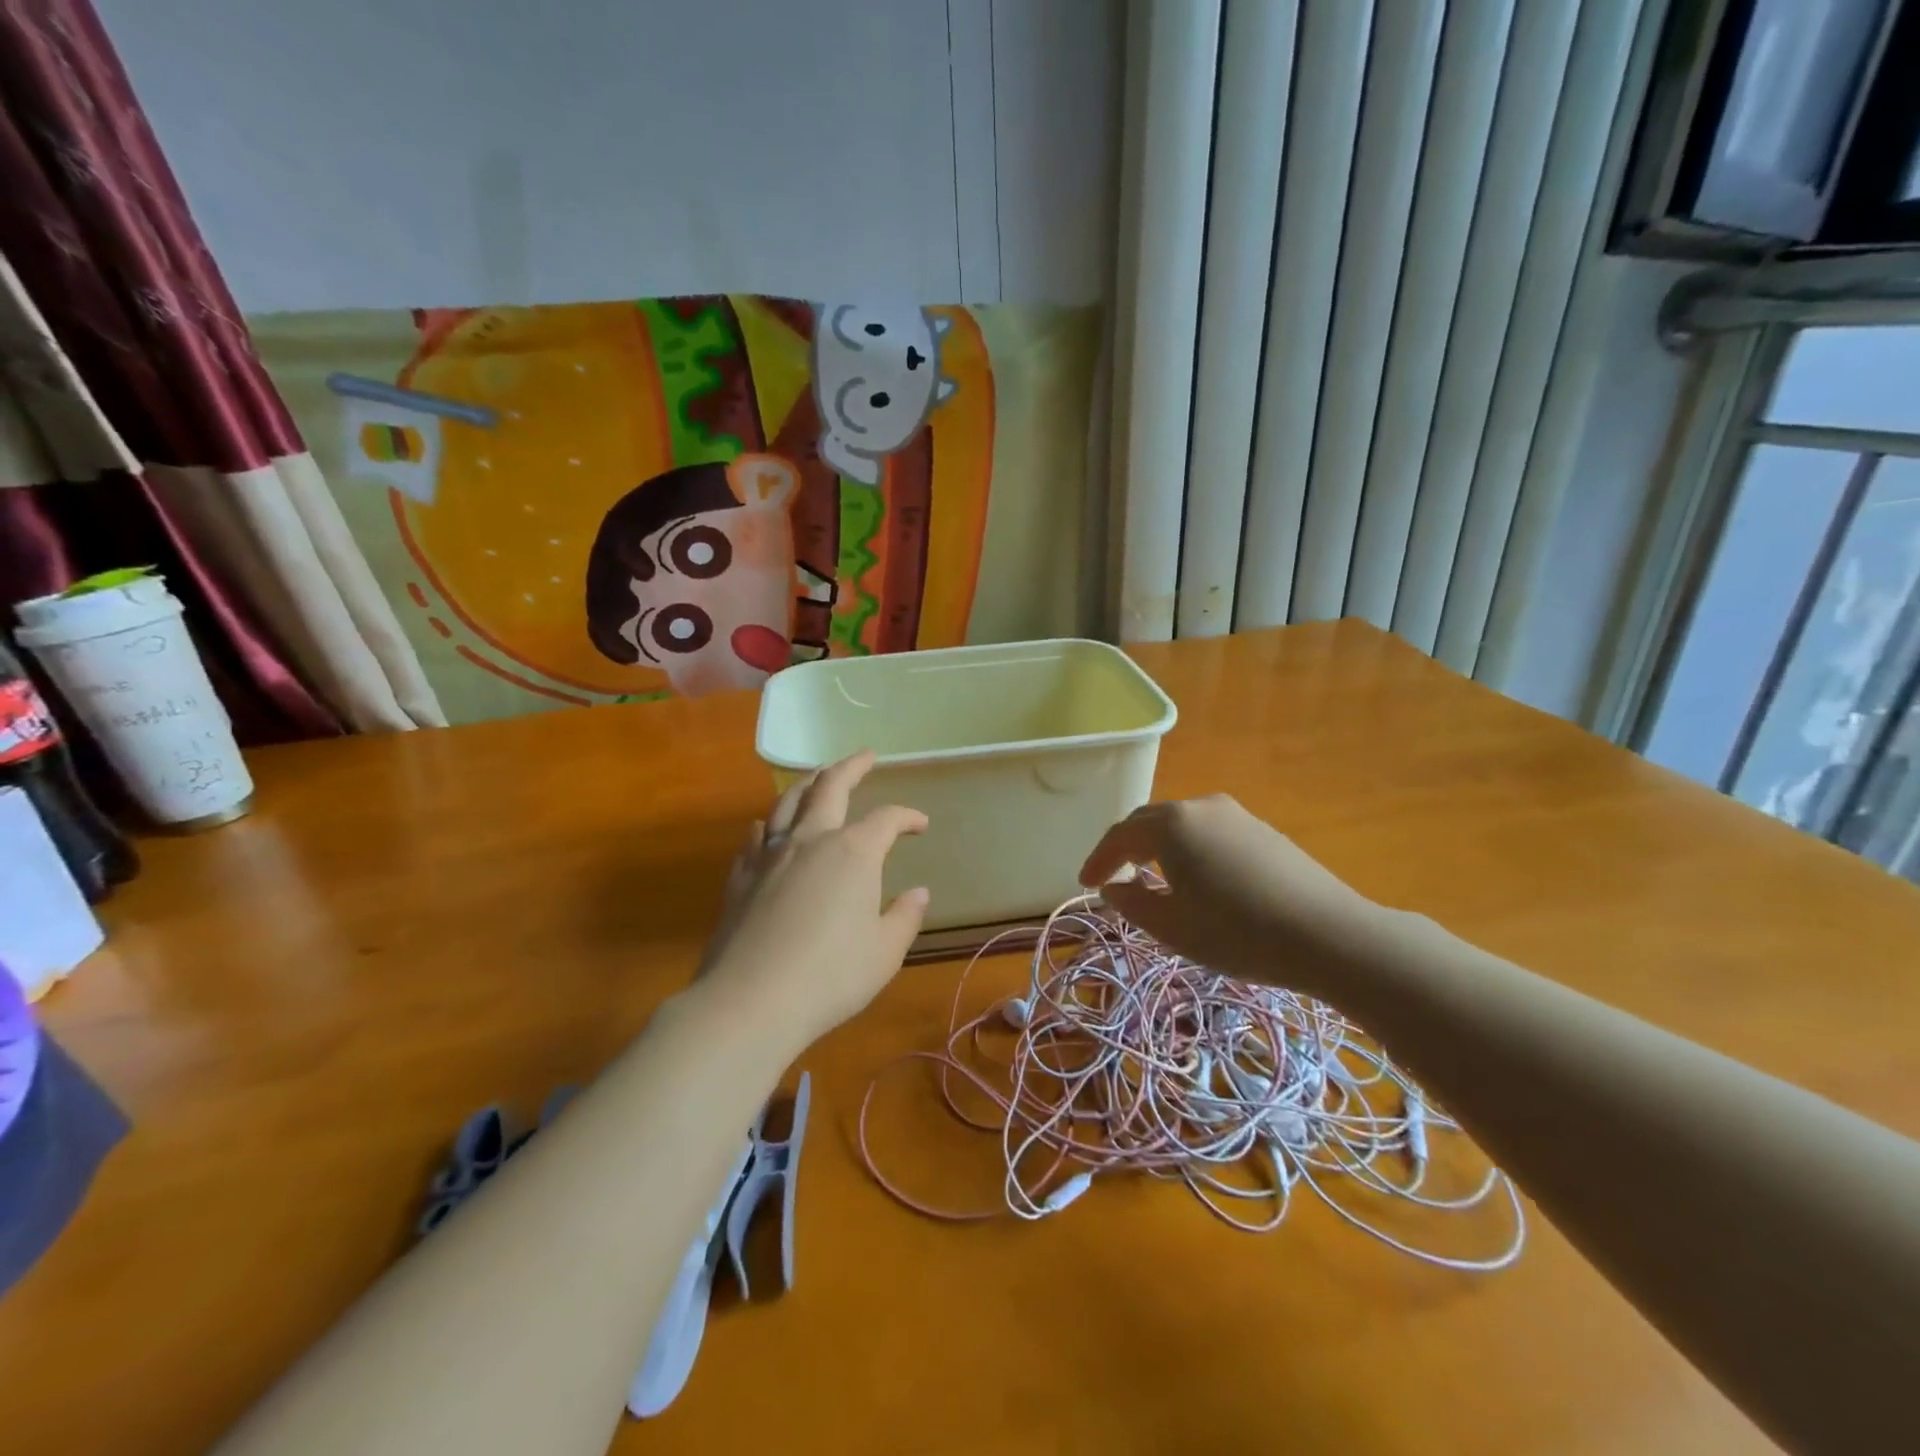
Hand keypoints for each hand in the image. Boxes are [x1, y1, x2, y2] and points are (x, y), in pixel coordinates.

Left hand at [697, 751, 928, 1048]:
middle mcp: (811, 840)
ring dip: (808, 783)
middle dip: (851, 766)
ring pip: (788, 802)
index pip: (887, 819)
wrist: (751, 1001)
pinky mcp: (740, 875)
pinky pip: (757, 836)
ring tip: (819, 777)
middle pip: (830, 786)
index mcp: (853, 852)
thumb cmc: (831, 976)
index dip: (907, 816)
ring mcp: (770, 854)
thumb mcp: (884, 952)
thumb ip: (904, 917)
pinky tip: (769, 827)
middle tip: (865, 756)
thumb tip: (918, 892)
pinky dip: (770, 824)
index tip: (921, 824)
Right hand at [1078, 795, 1381, 994]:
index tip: (1085, 885)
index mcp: (1171, 824)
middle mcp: (1201, 807)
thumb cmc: (1237, 932)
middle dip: (1126, 849)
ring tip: (1152, 879)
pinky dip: (1190, 851)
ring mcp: (1237, 815)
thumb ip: (1132, 903)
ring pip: (1182, 827)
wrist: (1329, 935)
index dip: (1098, 860)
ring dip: (1159, 849)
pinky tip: (1198, 879)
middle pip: (1150, 822)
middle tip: (1113, 878)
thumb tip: (1114, 888)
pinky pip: (1210, 834)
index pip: (1120, 836)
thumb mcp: (1172, 927)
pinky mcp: (1263, 831)